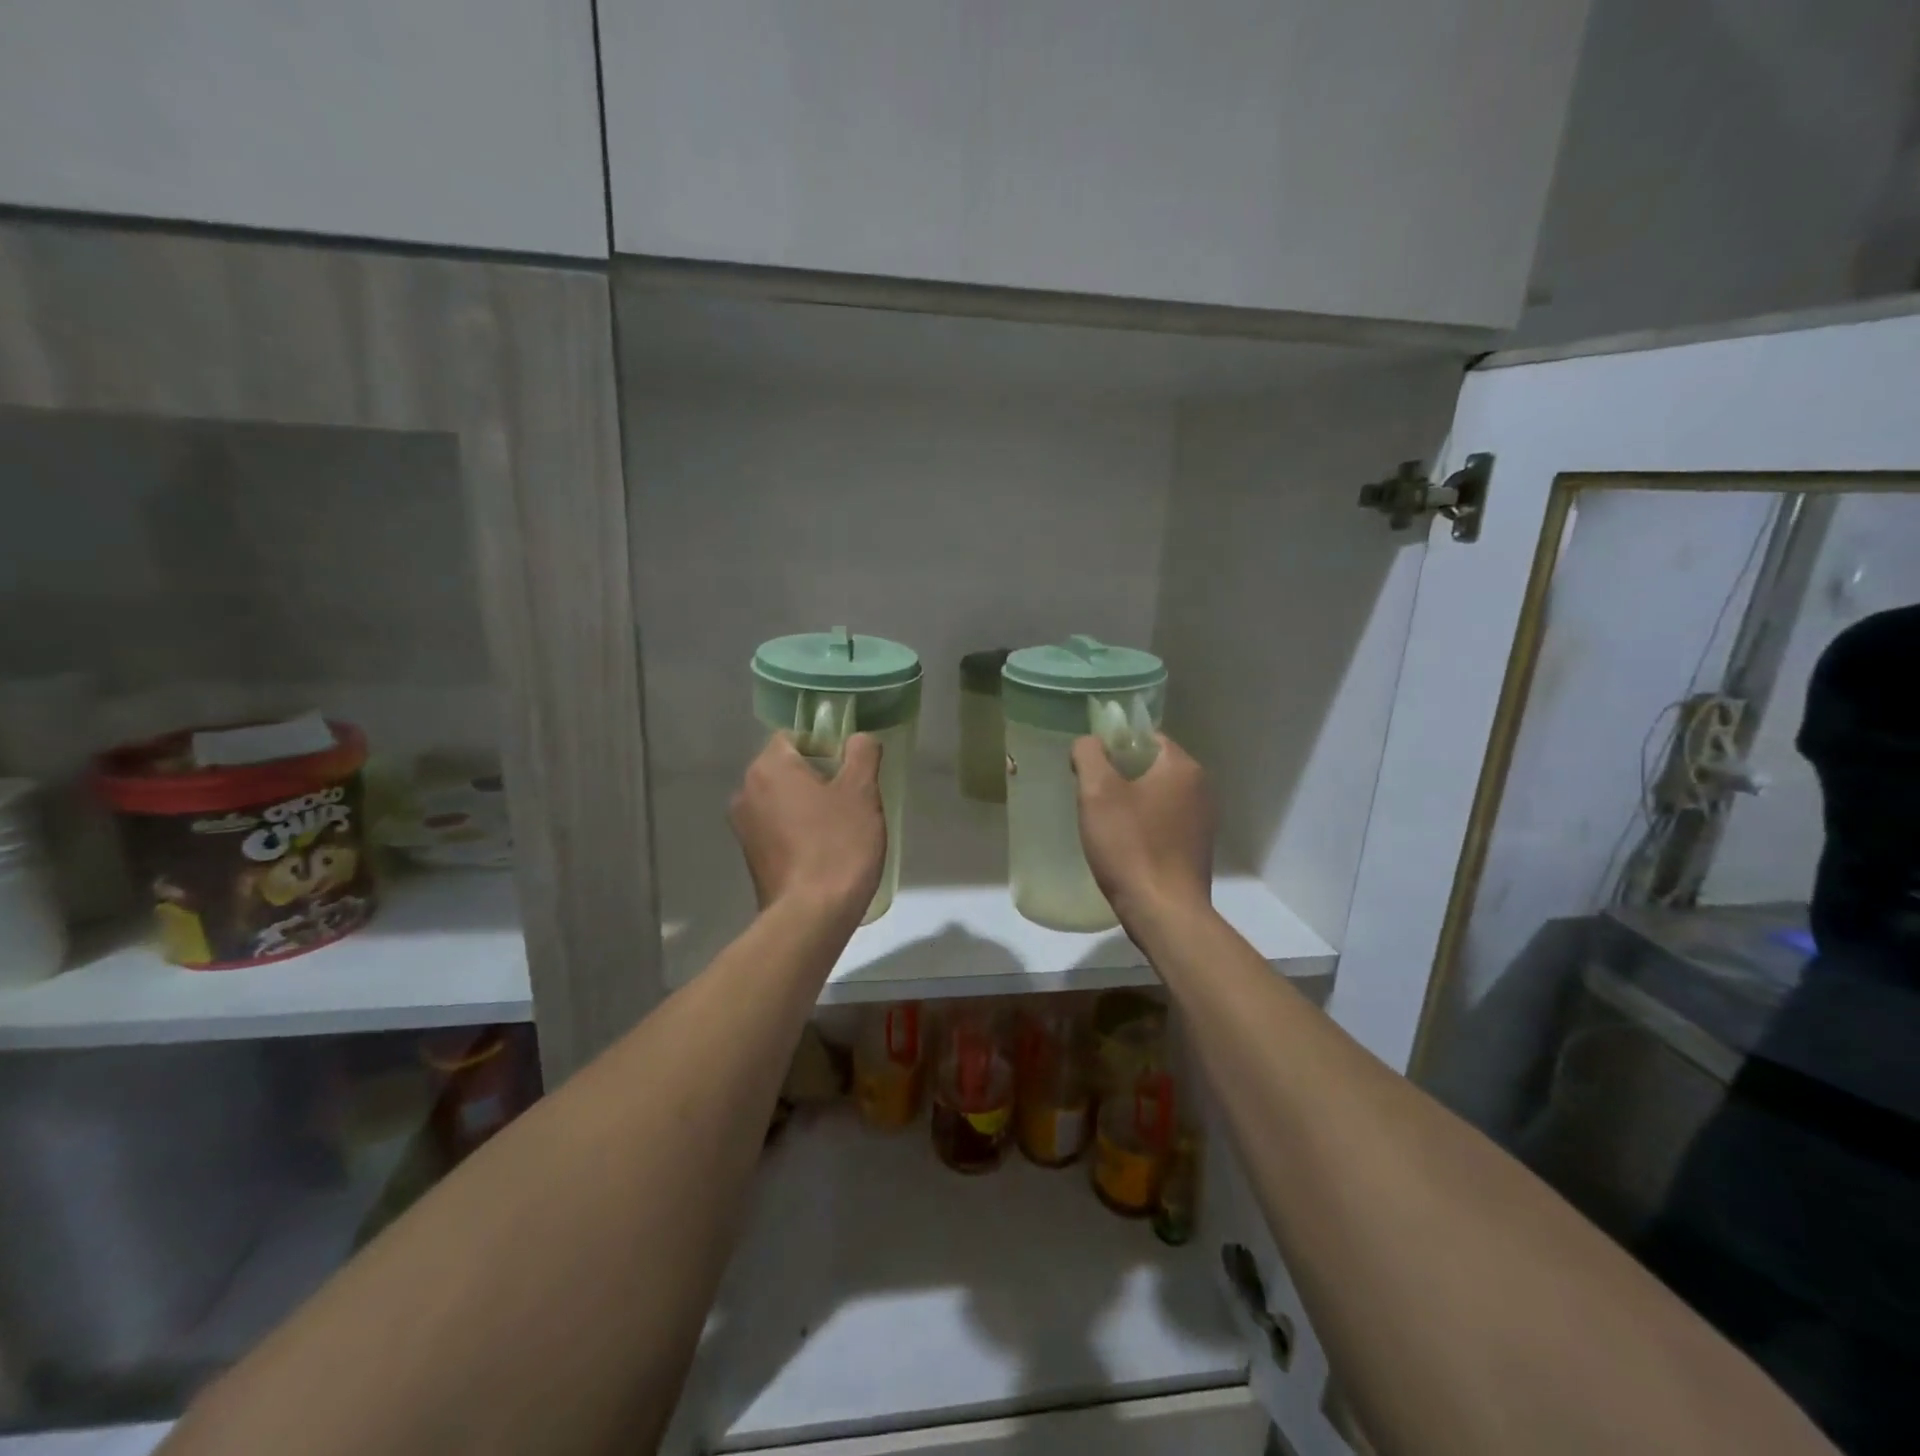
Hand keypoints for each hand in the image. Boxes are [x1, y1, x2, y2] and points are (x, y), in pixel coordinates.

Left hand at [730, 732, 885, 922]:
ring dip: (808, 805)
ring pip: (782, 799)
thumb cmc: (838, 844)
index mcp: (768, 767)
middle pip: (786, 768)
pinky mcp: (750, 857)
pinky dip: (797, 830)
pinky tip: (823, 851)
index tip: (850, 769)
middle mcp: (746, 791)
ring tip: (840, 828)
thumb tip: (858, 739)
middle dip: (818, 776)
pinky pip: (777, 828)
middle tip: (852, 798)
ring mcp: (744, 827)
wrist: (812, 915)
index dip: (825, 745)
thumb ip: (862, 753)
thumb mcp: (862, 791)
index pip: (794, 736)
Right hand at [1072, 733, 1212, 936]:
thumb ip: (1089, 754)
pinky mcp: (1197, 847)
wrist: (1164, 912)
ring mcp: (1203, 820)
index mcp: (1182, 767)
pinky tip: (1125, 846)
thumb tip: (1089, 743)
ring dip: (1131, 803)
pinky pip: (1165, 822)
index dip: (1115, 746)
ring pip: (1157, 796)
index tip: (1091, 769)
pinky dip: (1144, 826)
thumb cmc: (1130, 846)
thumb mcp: (1097, 792)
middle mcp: (1201, 787)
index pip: (1147, 737)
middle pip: (1152, 766)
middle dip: (1121, 776)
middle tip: (1091, 797)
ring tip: (1104, 824)